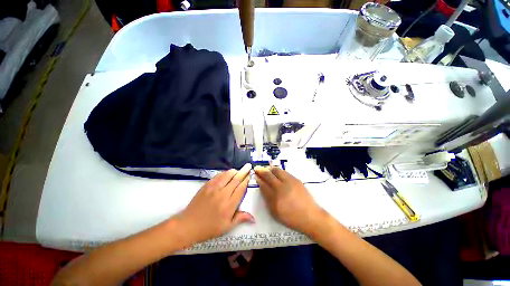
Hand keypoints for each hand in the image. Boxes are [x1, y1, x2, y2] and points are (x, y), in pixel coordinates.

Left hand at [176, 163, 254, 243]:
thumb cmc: (209, 228)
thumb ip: (240, 218)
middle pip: (235, 179)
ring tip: (238, 170)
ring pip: (226, 175)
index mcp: (229, 205)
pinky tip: (226, 173)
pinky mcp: (206, 186)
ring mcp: (213, 188)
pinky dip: (224, 173)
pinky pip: (217, 176)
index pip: (241, 189)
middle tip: (248, 166)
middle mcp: (223, 194)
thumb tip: (253, 218)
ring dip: (234, 171)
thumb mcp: (226, 227)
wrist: (188, 225)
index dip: (246, 181)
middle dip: (243, 172)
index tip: (249, 176)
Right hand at [254, 166, 326, 234]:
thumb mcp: (275, 212)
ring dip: (269, 168)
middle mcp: (281, 187)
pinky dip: (277, 170)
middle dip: (261, 170)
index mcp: (275, 198)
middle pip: (268, 175)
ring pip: (277, 170)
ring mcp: (289, 182)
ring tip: (266, 168)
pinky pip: (284, 172)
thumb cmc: (291, 217)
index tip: (255, 175)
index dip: (258, 178)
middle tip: (257, 168)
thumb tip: (262, 187)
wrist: (310, 216)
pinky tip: (276, 171)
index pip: (263, 184)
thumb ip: (267, 199)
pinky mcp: (296, 179)